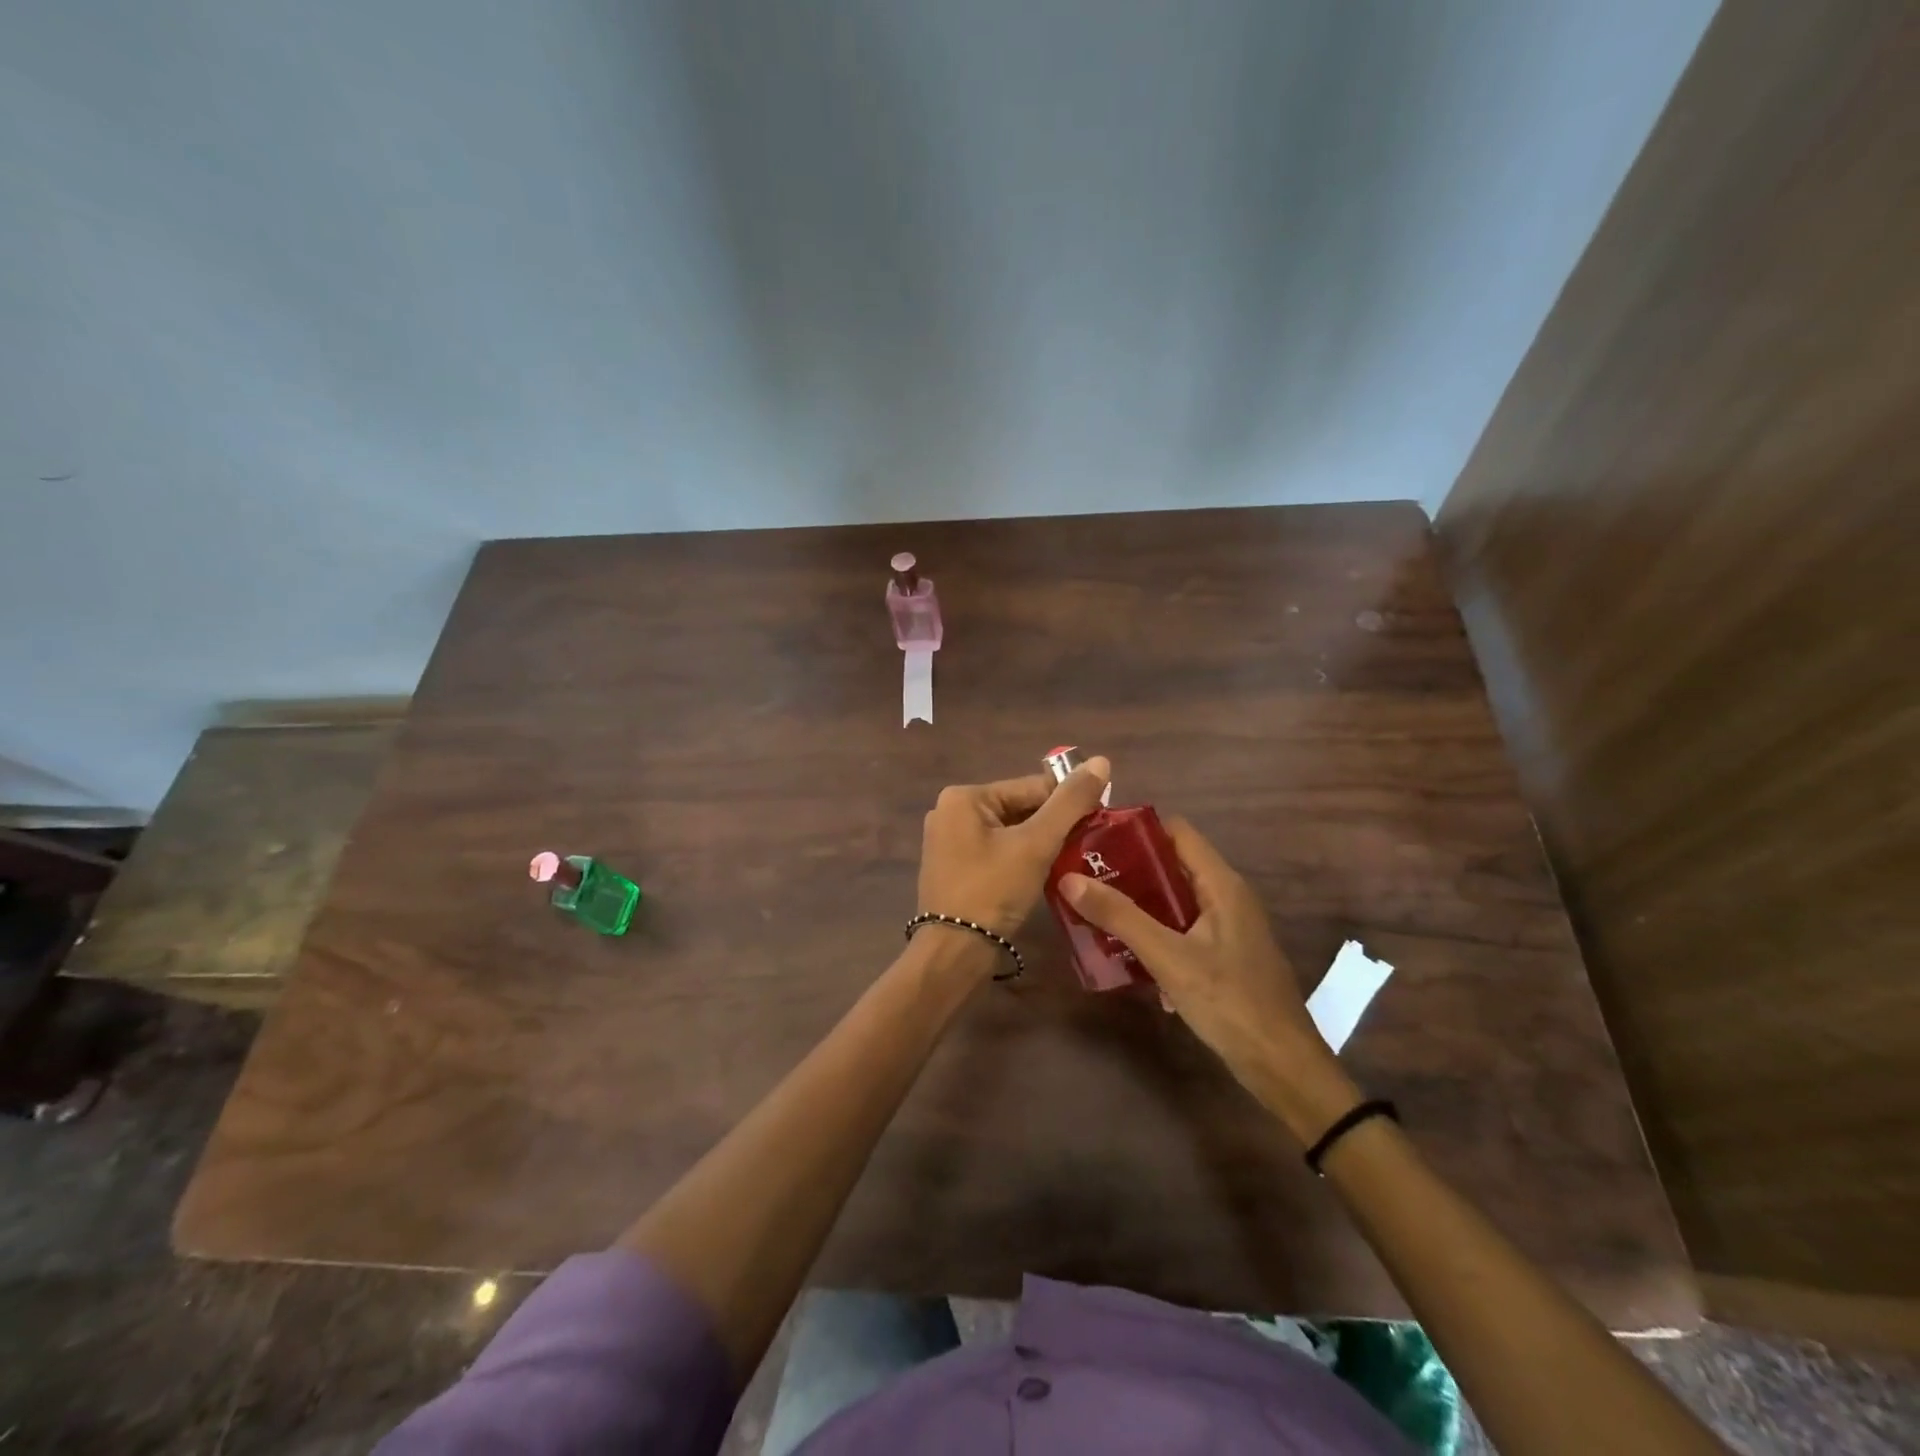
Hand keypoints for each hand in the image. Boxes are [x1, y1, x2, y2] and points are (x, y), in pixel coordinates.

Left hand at [918, 758, 1111, 941]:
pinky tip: (1043, 874)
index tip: (1100, 818)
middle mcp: (950, 812)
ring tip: (1071, 859)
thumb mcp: (1036, 844)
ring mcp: (948, 842)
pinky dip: (1019, 858)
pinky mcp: (952, 868)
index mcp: (964, 797)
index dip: (1068, 802)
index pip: (1030, 787)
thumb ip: (1070, 802)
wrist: (954, 953)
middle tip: (1088, 844)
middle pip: (1018, 808)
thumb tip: (1101, 760)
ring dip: (1038, 843)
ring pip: (1008, 831)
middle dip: (1052, 825)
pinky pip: (995, 851)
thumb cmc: (993, 890)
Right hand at [1060, 819, 1357, 1136]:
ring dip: (1138, 903)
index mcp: (1221, 884)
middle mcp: (1227, 896)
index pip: (1177, 832)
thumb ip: (1120, 916)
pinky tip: (1125, 952)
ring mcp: (1228, 928)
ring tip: (1094, 908)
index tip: (1094, 838)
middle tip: (1084, 875)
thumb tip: (1069, 878)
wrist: (1283, 1066)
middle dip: (1128, 869)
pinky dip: (1155, 932)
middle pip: (1172, 865)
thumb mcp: (1168, 957)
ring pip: (1175, 900)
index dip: (1136, 829)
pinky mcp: (1224, 955)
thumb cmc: (1230, 1002)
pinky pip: (1182, 929)